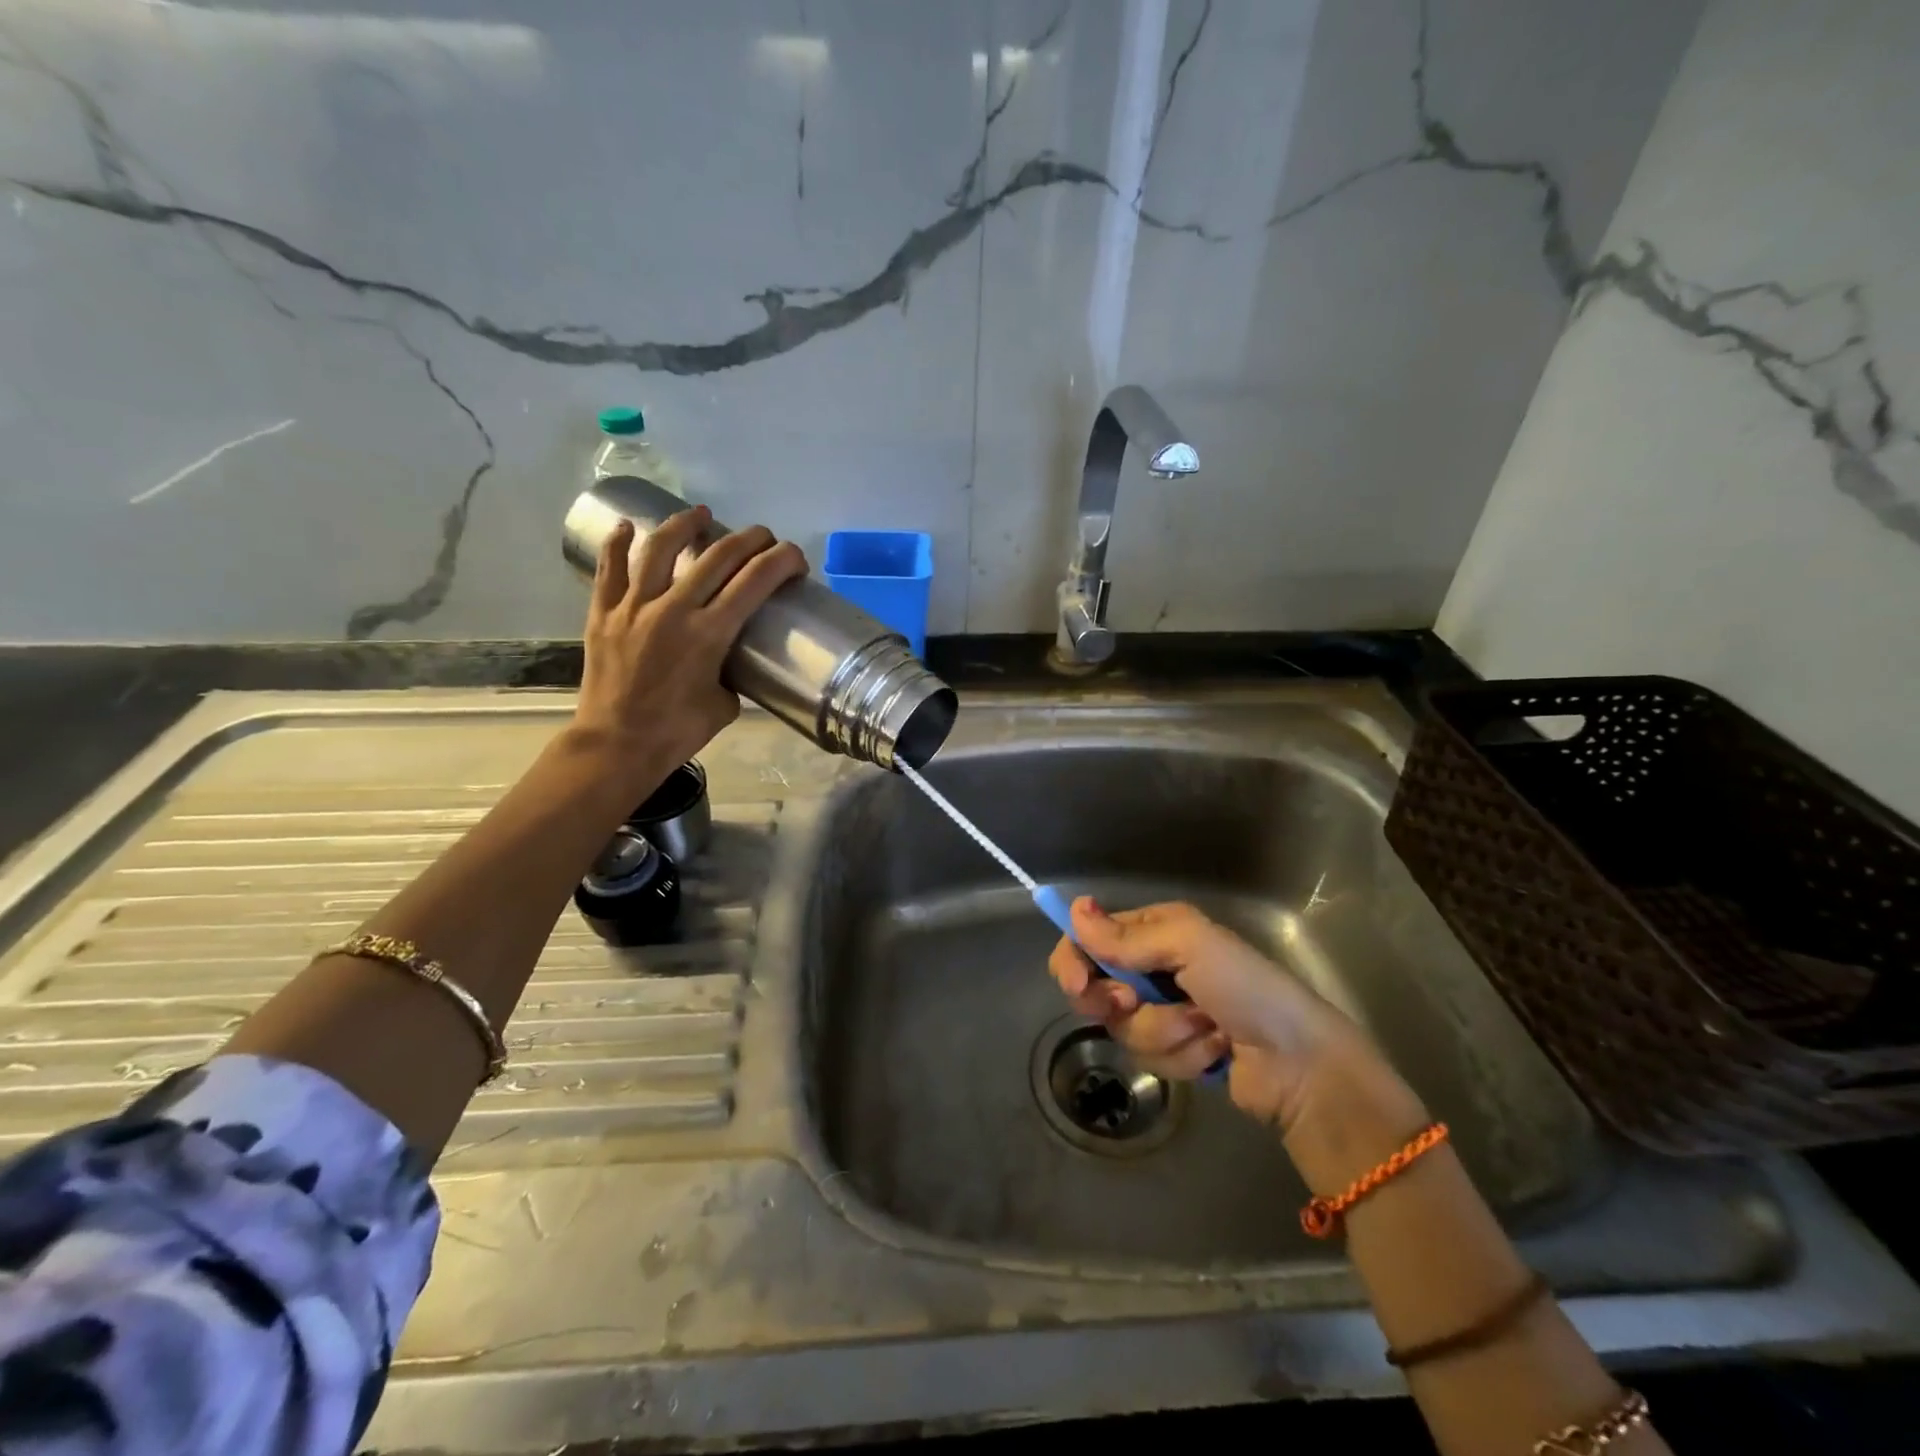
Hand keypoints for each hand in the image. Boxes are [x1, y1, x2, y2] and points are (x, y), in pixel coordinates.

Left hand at [571, 507, 806, 793]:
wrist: (617, 745)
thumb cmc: (677, 732)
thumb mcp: (724, 703)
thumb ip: (730, 672)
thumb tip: (728, 659)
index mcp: (710, 634)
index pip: (755, 581)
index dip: (781, 560)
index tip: (794, 557)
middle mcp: (674, 609)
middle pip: (718, 556)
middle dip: (749, 539)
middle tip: (763, 537)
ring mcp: (634, 607)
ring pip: (661, 548)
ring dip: (686, 524)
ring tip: (700, 514)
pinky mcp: (604, 613)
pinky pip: (610, 569)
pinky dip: (618, 544)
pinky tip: (626, 527)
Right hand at [1047, 898, 1405, 1134]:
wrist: (1300, 1063)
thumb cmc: (1246, 987)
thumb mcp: (1189, 947)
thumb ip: (1126, 937)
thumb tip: (1074, 911)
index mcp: (1155, 930)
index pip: (1090, 940)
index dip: (1074, 961)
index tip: (1075, 985)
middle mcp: (1154, 966)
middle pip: (1096, 988)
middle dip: (1119, 1004)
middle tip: (1135, 1003)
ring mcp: (1164, 1012)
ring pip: (1124, 1028)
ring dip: (1164, 1032)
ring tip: (1205, 1028)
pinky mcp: (1176, 1051)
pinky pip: (1150, 1057)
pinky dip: (1183, 1057)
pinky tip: (1216, 1052)